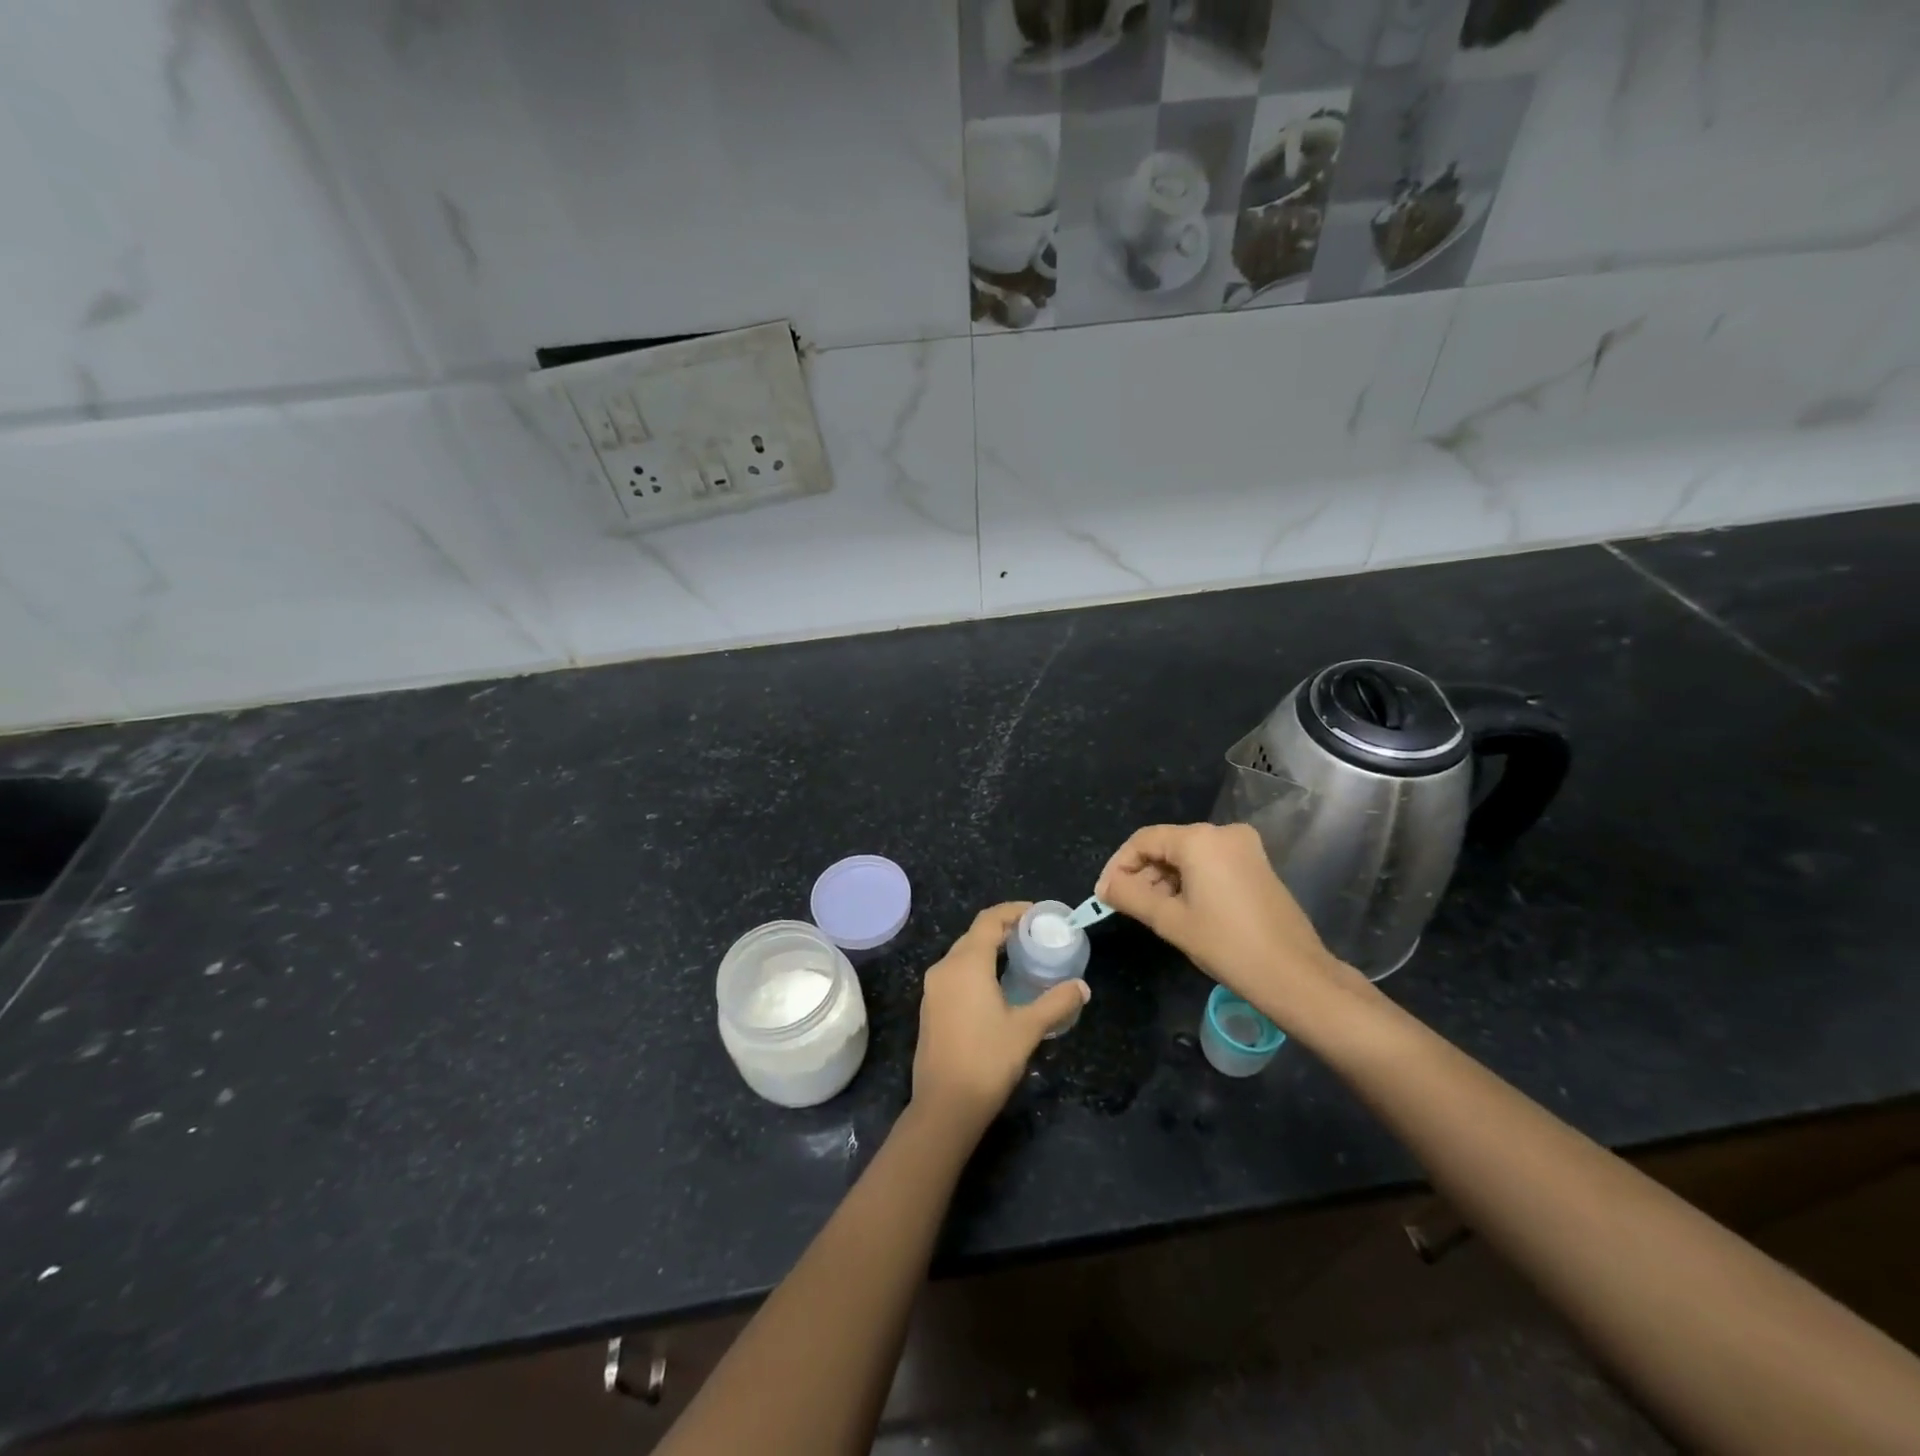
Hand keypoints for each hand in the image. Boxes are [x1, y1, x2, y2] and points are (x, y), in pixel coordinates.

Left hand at [911, 903, 1089, 1130]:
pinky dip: (976, 968)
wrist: (945, 1106)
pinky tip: (996, 986)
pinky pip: (955, 974)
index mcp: (966, 964)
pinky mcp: (930, 1008)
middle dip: (1003, 929)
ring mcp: (933, 989)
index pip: (989, 920)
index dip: (1013, 911)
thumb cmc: (987, 1060)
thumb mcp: (1027, 1029)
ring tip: (1019, 958)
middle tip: (1033, 935)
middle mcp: (944, 968)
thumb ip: (1056, 1003)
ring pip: (963, 955)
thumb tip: (1082, 987)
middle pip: (974, 935)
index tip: (1037, 914)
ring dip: (989, 950)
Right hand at [1097, 823, 1361, 1026]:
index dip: (1119, 865)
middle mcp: (1223, 833)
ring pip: (1189, 856)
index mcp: (1200, 839)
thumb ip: (1130, 896)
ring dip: (1165, 880)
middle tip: (1124, 906)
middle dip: (1142, 873)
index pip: (1144, 840)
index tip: (1104, 894)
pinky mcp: (1257, 866)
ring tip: (1151, 913)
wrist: (1295, 976)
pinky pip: (1211, 864)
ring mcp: (1245, 848)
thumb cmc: (1227, 945)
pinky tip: (1181, 910)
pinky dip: (1190, 882)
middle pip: (1167, 845)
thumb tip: (1104, 887)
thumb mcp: (1170, 921)